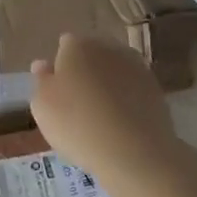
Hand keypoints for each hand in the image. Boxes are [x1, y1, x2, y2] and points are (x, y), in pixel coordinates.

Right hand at [30, 33, 183, 191]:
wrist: (133, 151)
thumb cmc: (77, 125)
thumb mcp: (42, 106)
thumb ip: (41, 81)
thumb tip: (43, 64)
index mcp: (77, 45)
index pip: (65, 45)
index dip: (60, 66)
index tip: (58, 91)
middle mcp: (107, 46)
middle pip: (91, 54)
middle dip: (85, 70)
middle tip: (78, 103)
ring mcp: (134, 65)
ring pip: (113, 70)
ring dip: (107, 84)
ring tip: (100, 116)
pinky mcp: (154, 86)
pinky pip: (131, 88)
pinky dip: (126, 98)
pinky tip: (120, 121)